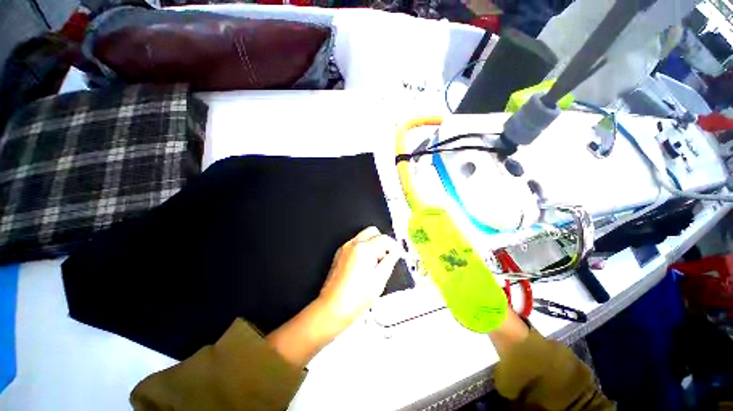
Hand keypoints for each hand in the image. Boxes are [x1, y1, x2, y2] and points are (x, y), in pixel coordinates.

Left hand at [266, 227, 400, 367]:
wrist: (332, 308)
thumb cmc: (356, 298)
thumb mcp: (379, 280)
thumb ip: (390, 261)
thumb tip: (395, 252)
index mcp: (364, 249)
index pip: (385, 239)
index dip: (394, 246)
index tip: (397, 254)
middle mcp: (353, 244)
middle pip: (373, 231)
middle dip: (382, 241)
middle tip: (386, 256)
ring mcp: (344, 248)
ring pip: (363, 236)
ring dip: (372, 243)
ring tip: (375, 262)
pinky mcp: (339, 253)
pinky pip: (355, 243)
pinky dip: (363, 248)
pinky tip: (364, 264)